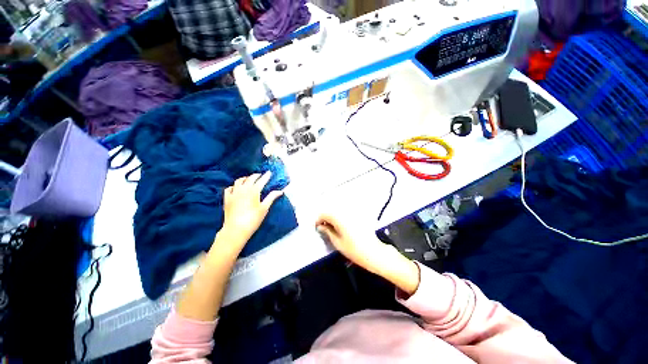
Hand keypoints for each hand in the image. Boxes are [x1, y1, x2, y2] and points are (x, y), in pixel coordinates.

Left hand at [222, 172, 283, 243]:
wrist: (236, 229)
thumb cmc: (253, 219)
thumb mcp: (264, 208)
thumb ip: (271, 197)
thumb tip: (280, 191)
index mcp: (253, 191)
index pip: (261, 180)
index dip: (266, 176)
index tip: (269, 172)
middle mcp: (243, 189)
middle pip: (250, 178)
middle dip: (256, 175)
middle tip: (260, 175)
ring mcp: (233, 193)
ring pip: (239, 181)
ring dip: (245, 178)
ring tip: (249, 179)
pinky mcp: (227, 199)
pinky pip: (229, 188)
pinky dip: (233, 186)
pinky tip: (236, 188)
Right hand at [315, 214, 391, 273]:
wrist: (374, 253)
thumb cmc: (354, 249)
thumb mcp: (337, 242)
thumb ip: (327, 231)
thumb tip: (320, 226)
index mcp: (339, 217)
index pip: (324, 213)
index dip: (318, 220)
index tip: (317, 227)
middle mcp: (346, 212)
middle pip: (331, 210)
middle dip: (325, 218)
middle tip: (323, 228)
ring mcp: (353, 213)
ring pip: (338, 211)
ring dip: (333, 217)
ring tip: (331, 228)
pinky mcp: (358, 216)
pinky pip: (345, 213)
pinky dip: (340, 218)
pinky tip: (341, 226)